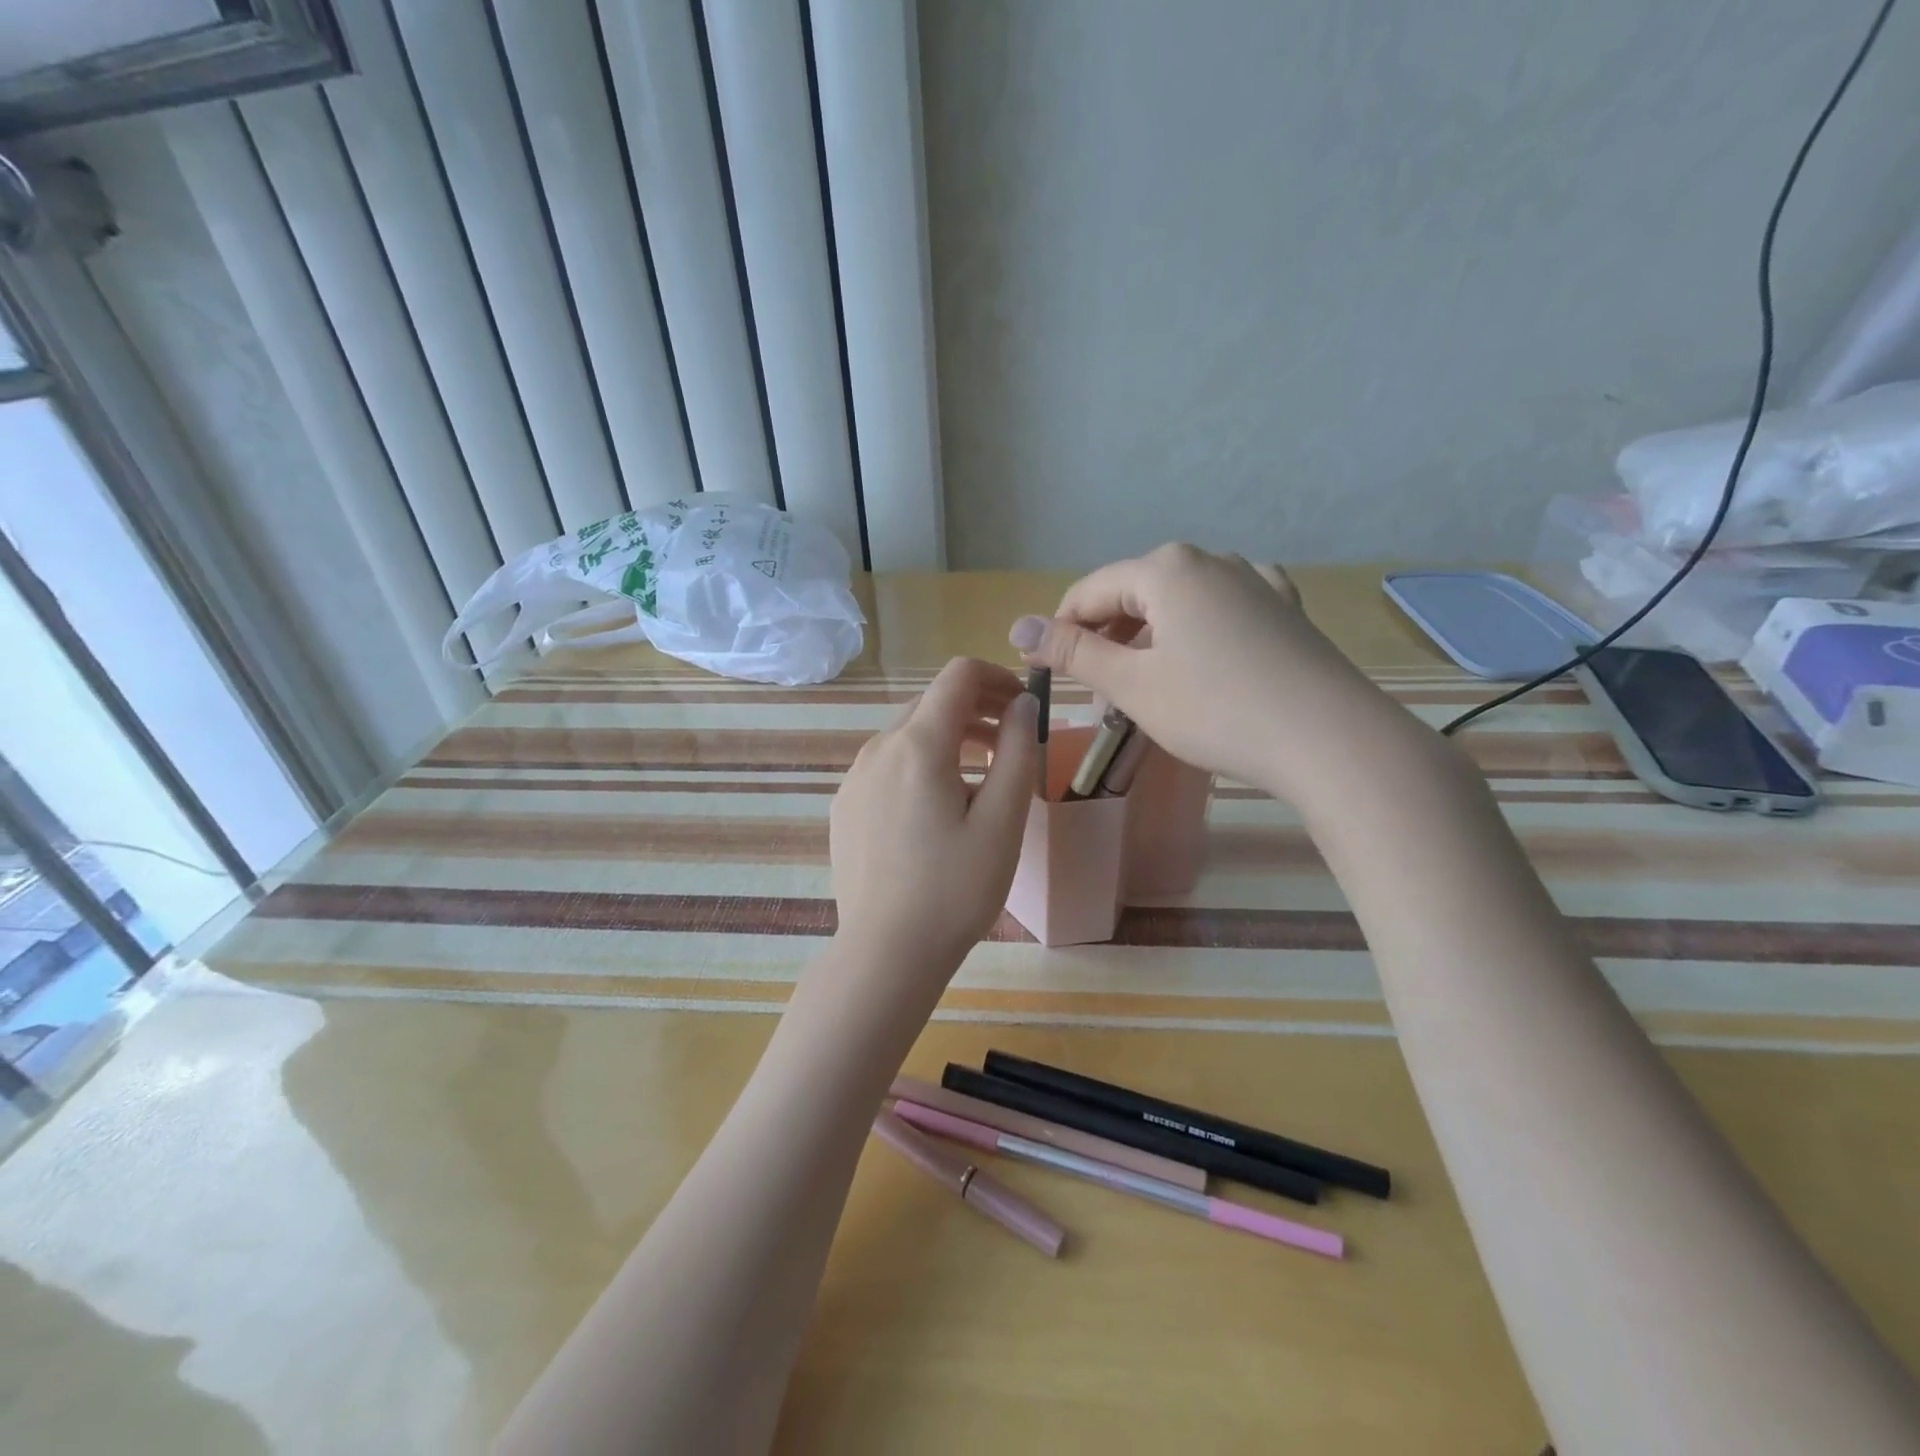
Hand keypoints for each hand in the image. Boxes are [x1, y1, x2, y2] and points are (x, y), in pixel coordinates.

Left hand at [829, 657, 1038, 988]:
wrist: (886, 952)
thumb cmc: (955, 888)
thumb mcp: (1002, 820)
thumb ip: (1017, 750)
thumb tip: (1024, 703)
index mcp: (918, 744)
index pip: (958, 675)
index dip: (998, 678)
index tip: (1024, 705)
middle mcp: (878, 748)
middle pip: (932, 702)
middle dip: (977, 709)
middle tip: (1013, 743)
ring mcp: (855, 777)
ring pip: (909, 734)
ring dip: (950, 738)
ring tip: (983, 776)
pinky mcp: (845, 805)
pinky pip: (888, 765)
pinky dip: (921, 764)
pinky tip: (938, 808)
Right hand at [1010, 544, 1397, 800]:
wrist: (1328, 738)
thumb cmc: (1215, 709)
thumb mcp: (1132, 684)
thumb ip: (1073, 651)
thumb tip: (1017, 626)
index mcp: (1166, 568)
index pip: (1088, 592)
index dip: (1059, 632)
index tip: (1045, 673)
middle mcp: (1211, 559)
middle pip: (1134, 594)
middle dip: (1107, 640)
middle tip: (1098, 696)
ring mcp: (1254, 580)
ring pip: (1178, 604)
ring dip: (1149, 641)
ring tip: (1146, 688)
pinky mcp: (1285, 609)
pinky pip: (1222, 610)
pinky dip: (1197, 634)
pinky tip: (1203, 656)